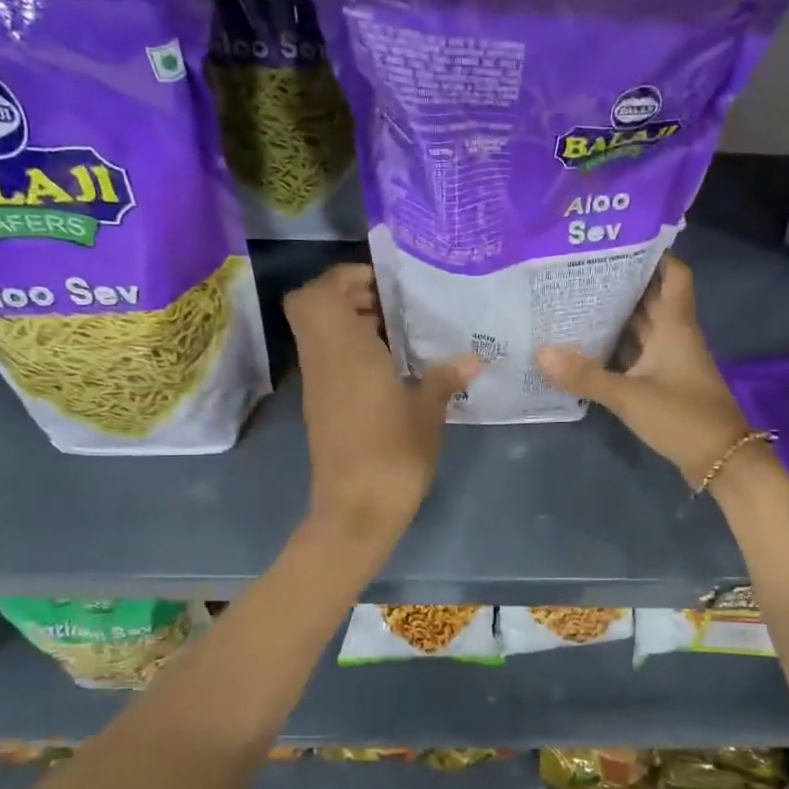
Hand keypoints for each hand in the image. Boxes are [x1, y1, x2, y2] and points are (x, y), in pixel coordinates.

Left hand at [286, 264, 479, 536]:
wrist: (357, 510)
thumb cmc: (393, 454)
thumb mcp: (427, 412)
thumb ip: (445, 377)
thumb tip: (473, 358)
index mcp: (344, 351)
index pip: (318, 293)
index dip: (344, 277)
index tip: (386, 284)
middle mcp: (323, 360)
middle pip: (315, 307)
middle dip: (351, 296)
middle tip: (397, 306)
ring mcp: (319, 384)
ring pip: (322, 333)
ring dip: (353, 324)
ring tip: (401, 333)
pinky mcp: (323, 406)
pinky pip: (330, 359)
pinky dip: (353, 350)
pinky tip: (393, 367)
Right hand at [534, 256, 754, 487]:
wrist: (720, 460)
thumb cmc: (682, 417)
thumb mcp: (630, 396)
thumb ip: (586, 376)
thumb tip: (541, 352)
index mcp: (675, 325)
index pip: (673, 274)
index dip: (653, 254)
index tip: (619, 241)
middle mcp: (674, 335)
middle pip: (650, 298)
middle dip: (621, 283)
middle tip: (578, 269)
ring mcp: (670, 360)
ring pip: (641, 327)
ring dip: (615, 315)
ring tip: (573, 299)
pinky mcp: (664, 382)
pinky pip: (636, 353)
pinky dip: (616, 347)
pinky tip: (585, 345)